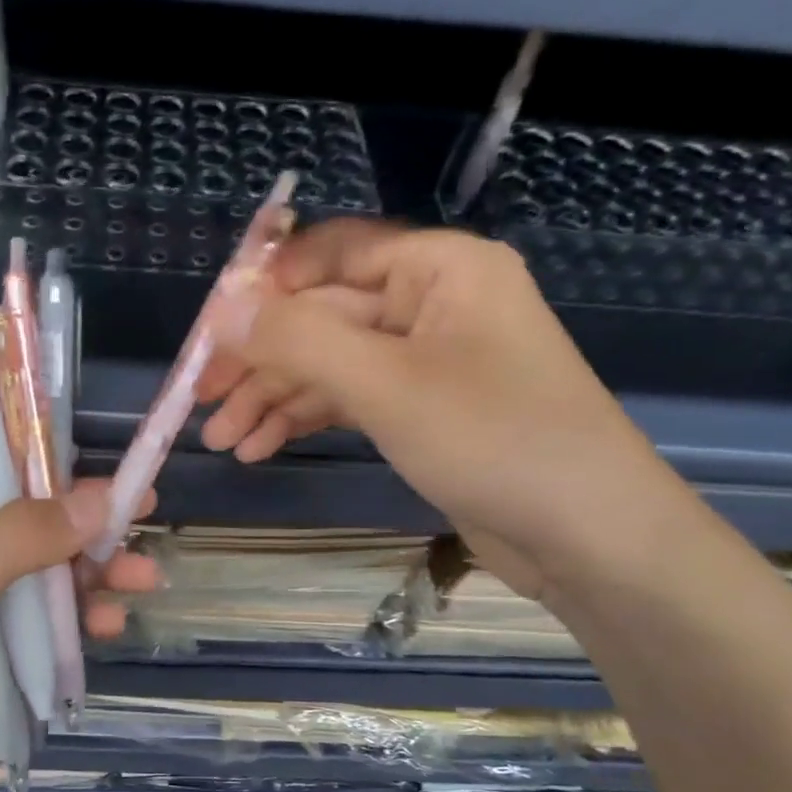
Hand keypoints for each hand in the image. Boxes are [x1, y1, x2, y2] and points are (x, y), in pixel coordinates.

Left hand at [0, 483, 155, 791]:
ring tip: (144, 578)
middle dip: (80, 523)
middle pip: (18, 523)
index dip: (33, 459)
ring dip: (93, 574)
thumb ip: (17, 540)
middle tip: (141, 512)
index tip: (94, 461)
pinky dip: (79, 621)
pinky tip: (111, 625)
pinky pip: (45, 628)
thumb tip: (102, 498)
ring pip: (40, 576)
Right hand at [197, 219, 678, 599]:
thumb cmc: (495, 441)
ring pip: (330, 363)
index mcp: (438, 268)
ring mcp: (427, 359)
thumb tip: (222, 308)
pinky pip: (351, 399)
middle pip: (323, 315)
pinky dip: (306, 419)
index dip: (264, 286)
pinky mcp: (423, 409)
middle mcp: (432, 302)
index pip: (330, 254)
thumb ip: (298, 339)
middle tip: (200, 400)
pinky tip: (261, 448)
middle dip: (260, 360)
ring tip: (220, 440)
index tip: (208, 329)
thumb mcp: (385, 384)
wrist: (590, 537)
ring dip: (274, 397)